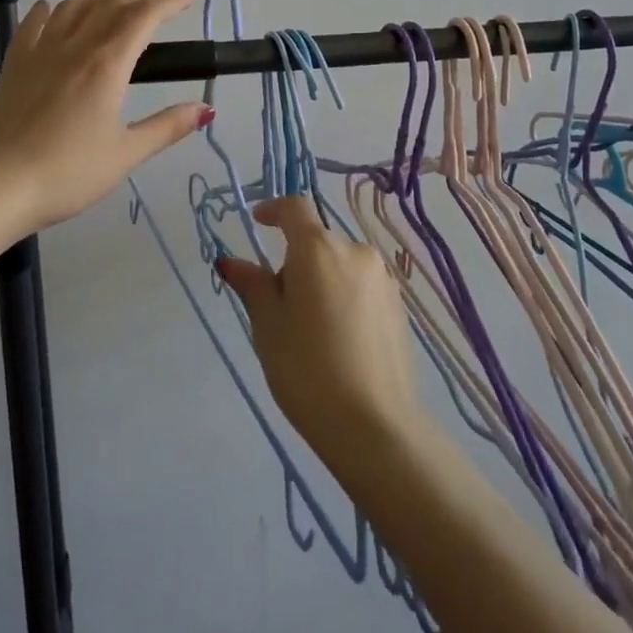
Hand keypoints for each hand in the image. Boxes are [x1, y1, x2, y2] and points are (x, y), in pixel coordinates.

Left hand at [0, 0, 208, 237]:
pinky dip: (49, 9)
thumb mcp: (126, 155)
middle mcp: (74, 47)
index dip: (169, 2)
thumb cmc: (68, 173)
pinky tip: (53, 6)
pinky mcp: (15, 65)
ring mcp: (40, 52)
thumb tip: (206, 109)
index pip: (143, 18)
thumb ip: (167, 127)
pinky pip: (33, 25)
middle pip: (111, 4)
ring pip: (74, 6)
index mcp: (106, 65)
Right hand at [216, 197, 424, 473]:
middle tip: (279, 306)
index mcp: (318, 248)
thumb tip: (232, 262)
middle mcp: (355, 251)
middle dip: (296, 261)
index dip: (273, 210)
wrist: (374, 424)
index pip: (295, 208)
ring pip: (341, 265)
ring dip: (322, 280)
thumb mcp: (268, 326)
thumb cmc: (306, 369)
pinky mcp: (399, 306)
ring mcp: (383, 278)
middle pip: (318, 242)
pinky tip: (340, 341)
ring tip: (311, 330)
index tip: (257, 222)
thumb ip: (253, 285)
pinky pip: (362, 287)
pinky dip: (345, 298)